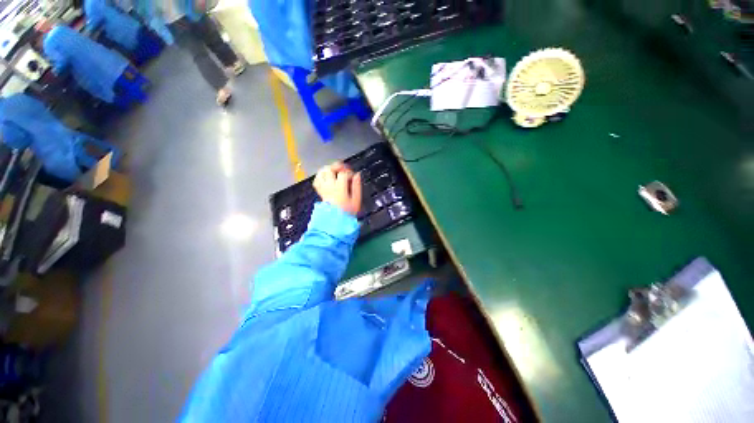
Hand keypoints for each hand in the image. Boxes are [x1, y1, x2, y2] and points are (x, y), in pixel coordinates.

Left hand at [313, 162, 361, 215]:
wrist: (335, 221)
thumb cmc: (347, 212)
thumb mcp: (356, 200)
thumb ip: (357, 186)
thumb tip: (357, 176)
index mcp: (340, 188)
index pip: (343, 174)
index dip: (349, 172)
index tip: (352, 176)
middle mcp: (330, 186)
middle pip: (330, 169)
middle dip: (337, 166)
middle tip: (343, 169)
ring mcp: (323, 189)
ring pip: (321, 173)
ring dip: (328, 169)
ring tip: (335, 171)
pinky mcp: (320, 192)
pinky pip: (317, 180)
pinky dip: (321, 176)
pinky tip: (326, 177)